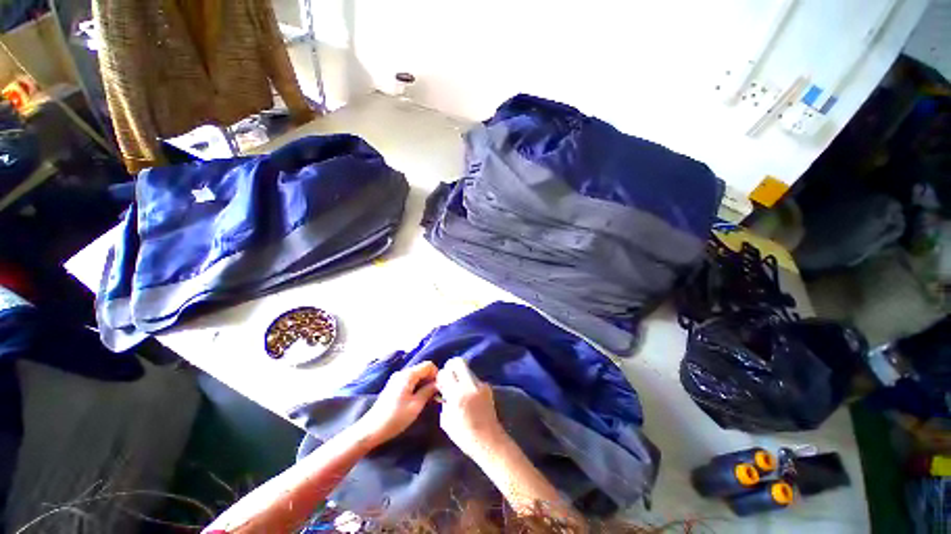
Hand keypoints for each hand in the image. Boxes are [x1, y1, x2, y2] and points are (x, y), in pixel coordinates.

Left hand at [354, 361, 437, 447]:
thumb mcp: (416, 405)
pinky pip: (410, 381)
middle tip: (435, 395)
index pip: (429, 365)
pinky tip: (418, 400)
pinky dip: (417, 387)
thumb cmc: (395, 418)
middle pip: (423, 369)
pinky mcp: (394, 386)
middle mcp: (402, 373)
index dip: (437, 374)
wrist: (371, 430)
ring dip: (424, 384)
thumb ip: (429, 391)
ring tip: (428, 399)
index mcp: (408, 375)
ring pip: (417, 376)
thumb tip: (438, 383)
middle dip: (431, 379)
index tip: (440, 388)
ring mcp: (397, 379)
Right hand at [436, 357, 507, 458]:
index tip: (440, 384)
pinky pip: (474, 379)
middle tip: (448, 377)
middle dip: (451, 366)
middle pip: (459, 362)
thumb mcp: (446, 421)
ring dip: (461, 375)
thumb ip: (444, 402)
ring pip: (467, 369)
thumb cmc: (464, 436)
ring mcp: (480, 385)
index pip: (446, 372)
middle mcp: (470, 385)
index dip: (441, 375)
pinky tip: (469, 395)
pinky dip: (469, 383)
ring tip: (459, 388)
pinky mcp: (487, 387)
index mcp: (457, 395)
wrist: (489, 441)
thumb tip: (443, 390)